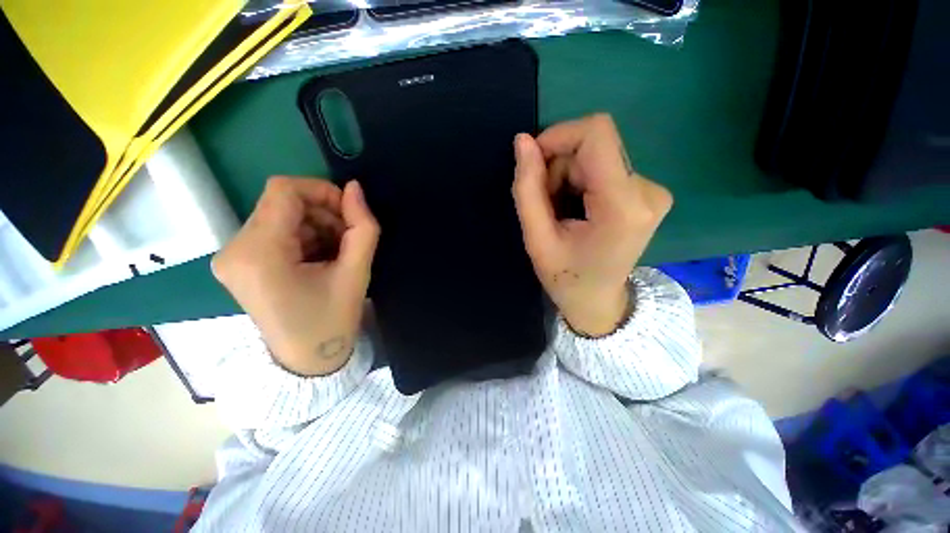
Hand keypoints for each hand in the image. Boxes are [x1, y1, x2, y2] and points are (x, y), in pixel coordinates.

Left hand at [212, 177, 379, 375]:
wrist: (307, 359)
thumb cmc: (333, 320)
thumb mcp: (357, 272)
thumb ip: (363, 227)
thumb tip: (355, 189)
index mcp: (258, 253)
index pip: (284, 191)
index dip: (322, 191)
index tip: (349, 213)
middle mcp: (234, 249)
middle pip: (281, 203)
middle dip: (323, 213)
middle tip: (348, 238)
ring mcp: (232, 256)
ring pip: (280, 215)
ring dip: (316, 225)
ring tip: (336, 252)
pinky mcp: (239, 262)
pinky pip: (275, 231)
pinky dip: (304, 236)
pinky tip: (320, 258)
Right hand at [512, 114, 672, 336]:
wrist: (598, 301)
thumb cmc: (566, 278)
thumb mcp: (537, 239)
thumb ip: (527, 189)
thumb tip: (522, 141)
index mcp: (623, 206)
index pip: (596, 135)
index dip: (559, 136)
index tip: (533, 161)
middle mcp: (647, 190)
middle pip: (593, 146)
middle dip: (559, 167)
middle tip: (546, 204)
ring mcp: (651, 190)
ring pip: (596, 155)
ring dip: (567, 176)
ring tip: (560, 212)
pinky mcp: (646, 191)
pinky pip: (604, 167)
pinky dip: (580, 181)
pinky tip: (575, 208)